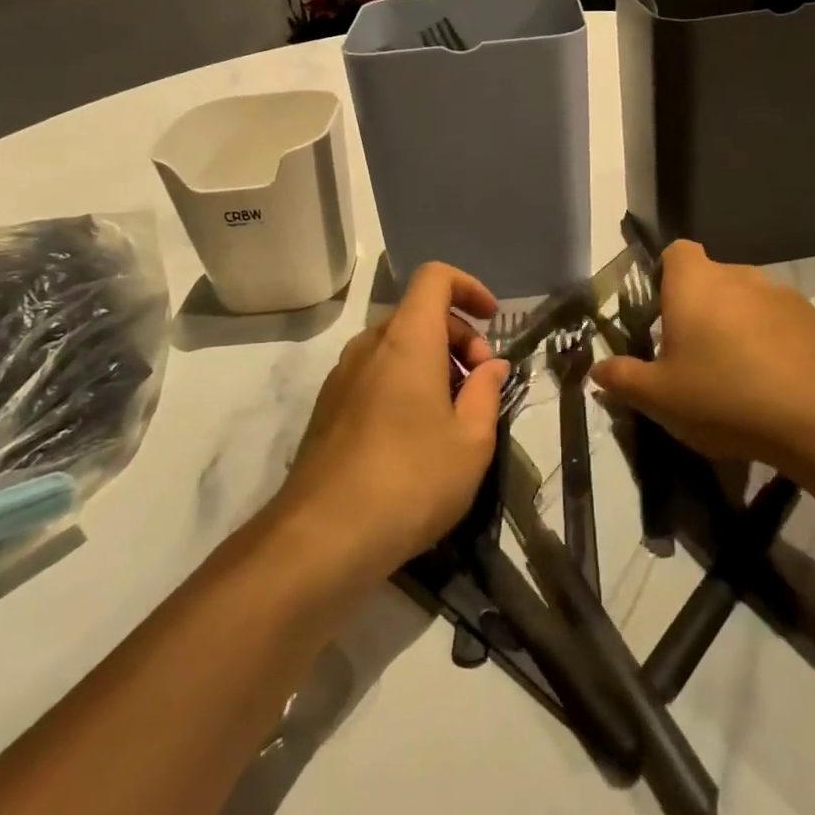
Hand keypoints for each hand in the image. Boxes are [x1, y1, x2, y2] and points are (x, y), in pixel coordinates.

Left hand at [277, 263, 507, 582]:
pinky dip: (404, 384)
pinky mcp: (327, 409)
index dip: (468, 286)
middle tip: (480, 387)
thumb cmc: (412, 479)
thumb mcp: (472, 440)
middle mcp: (369, 347)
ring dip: (432, 364)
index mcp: (407, 340)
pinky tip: (417, 438)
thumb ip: (487, 392)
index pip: (434, 277)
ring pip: (396, 347)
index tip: (492, 319)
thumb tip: (491, 366)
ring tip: (453, 416)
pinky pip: (374, 375)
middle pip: (418, 315)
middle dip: (458, 337)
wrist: (323, 537)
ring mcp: (342, 377)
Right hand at [591, 240, 814, 481]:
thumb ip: (623, 379)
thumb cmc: (724, 396)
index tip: (663, 315)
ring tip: (741, 379)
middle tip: (695, 357)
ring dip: (743, 328)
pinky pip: (789, 328)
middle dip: (703, 310)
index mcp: (697, 284)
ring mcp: (788, 297)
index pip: (676, 252)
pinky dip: (780, 347)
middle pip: (715, 280)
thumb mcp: (659, 398)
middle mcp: (742, 277)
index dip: (666, 276)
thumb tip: (597, 371)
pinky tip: (781, 389)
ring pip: (753, 303)